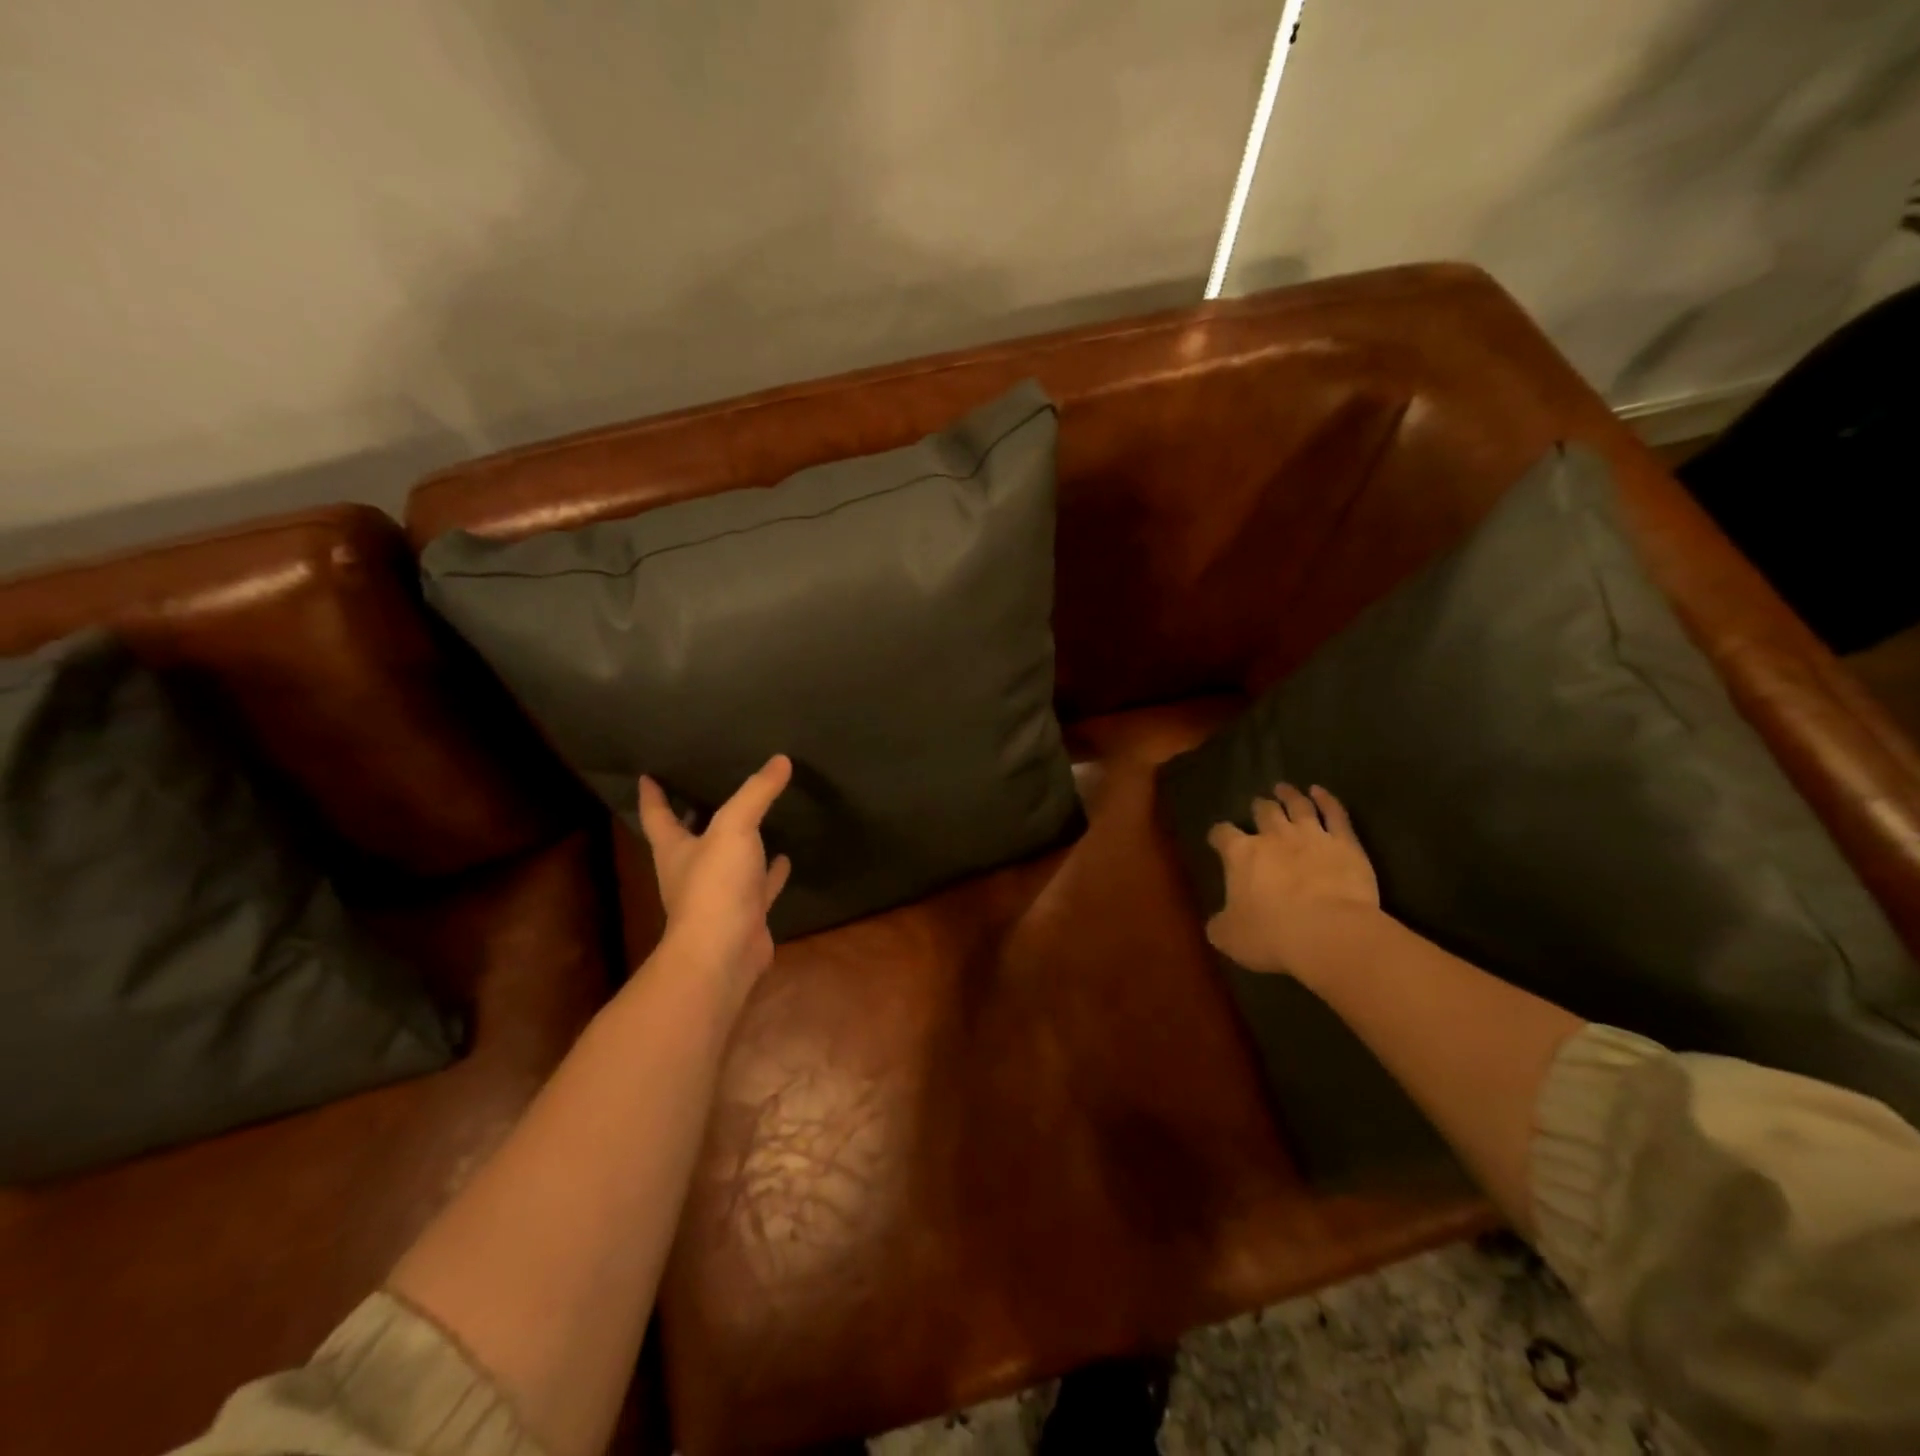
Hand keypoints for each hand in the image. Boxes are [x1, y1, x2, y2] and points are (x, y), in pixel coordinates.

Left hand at [637, 755, 792, 989]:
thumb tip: (780, 759)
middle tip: (711, 788)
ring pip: (727, 861)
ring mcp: (718, 895)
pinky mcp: (744, 914)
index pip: (657, 815)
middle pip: (689, 838)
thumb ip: (756, 793)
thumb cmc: (715, 886)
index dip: (652, 795)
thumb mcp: (734, 828)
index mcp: (675, 849)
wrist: (724, 954)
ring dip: (738, 843)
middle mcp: (691, 871)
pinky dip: (771, 873)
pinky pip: (759, 886)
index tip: (648, 776)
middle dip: (696, 815)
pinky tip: (785, 858)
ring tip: (756, 818)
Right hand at [1205, 783, 1381, 978]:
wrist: (1330, 934)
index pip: (1223, 834)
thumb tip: (1217, 922)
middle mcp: (1273, 836)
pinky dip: (1327, 799)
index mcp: (1240, 854)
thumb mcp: (1230, 936)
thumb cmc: (1272, 935)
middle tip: (1258, 805)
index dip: (1219, 835)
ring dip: (1289, 795)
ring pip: (1298, 805)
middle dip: (1258, 807)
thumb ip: (1220, 924)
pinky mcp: (1345, 843)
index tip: (1218, 838)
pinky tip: (1320, 791)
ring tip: (1284, 788)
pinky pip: (1335, 813)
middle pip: (1263, 812)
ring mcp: (1311, 835)